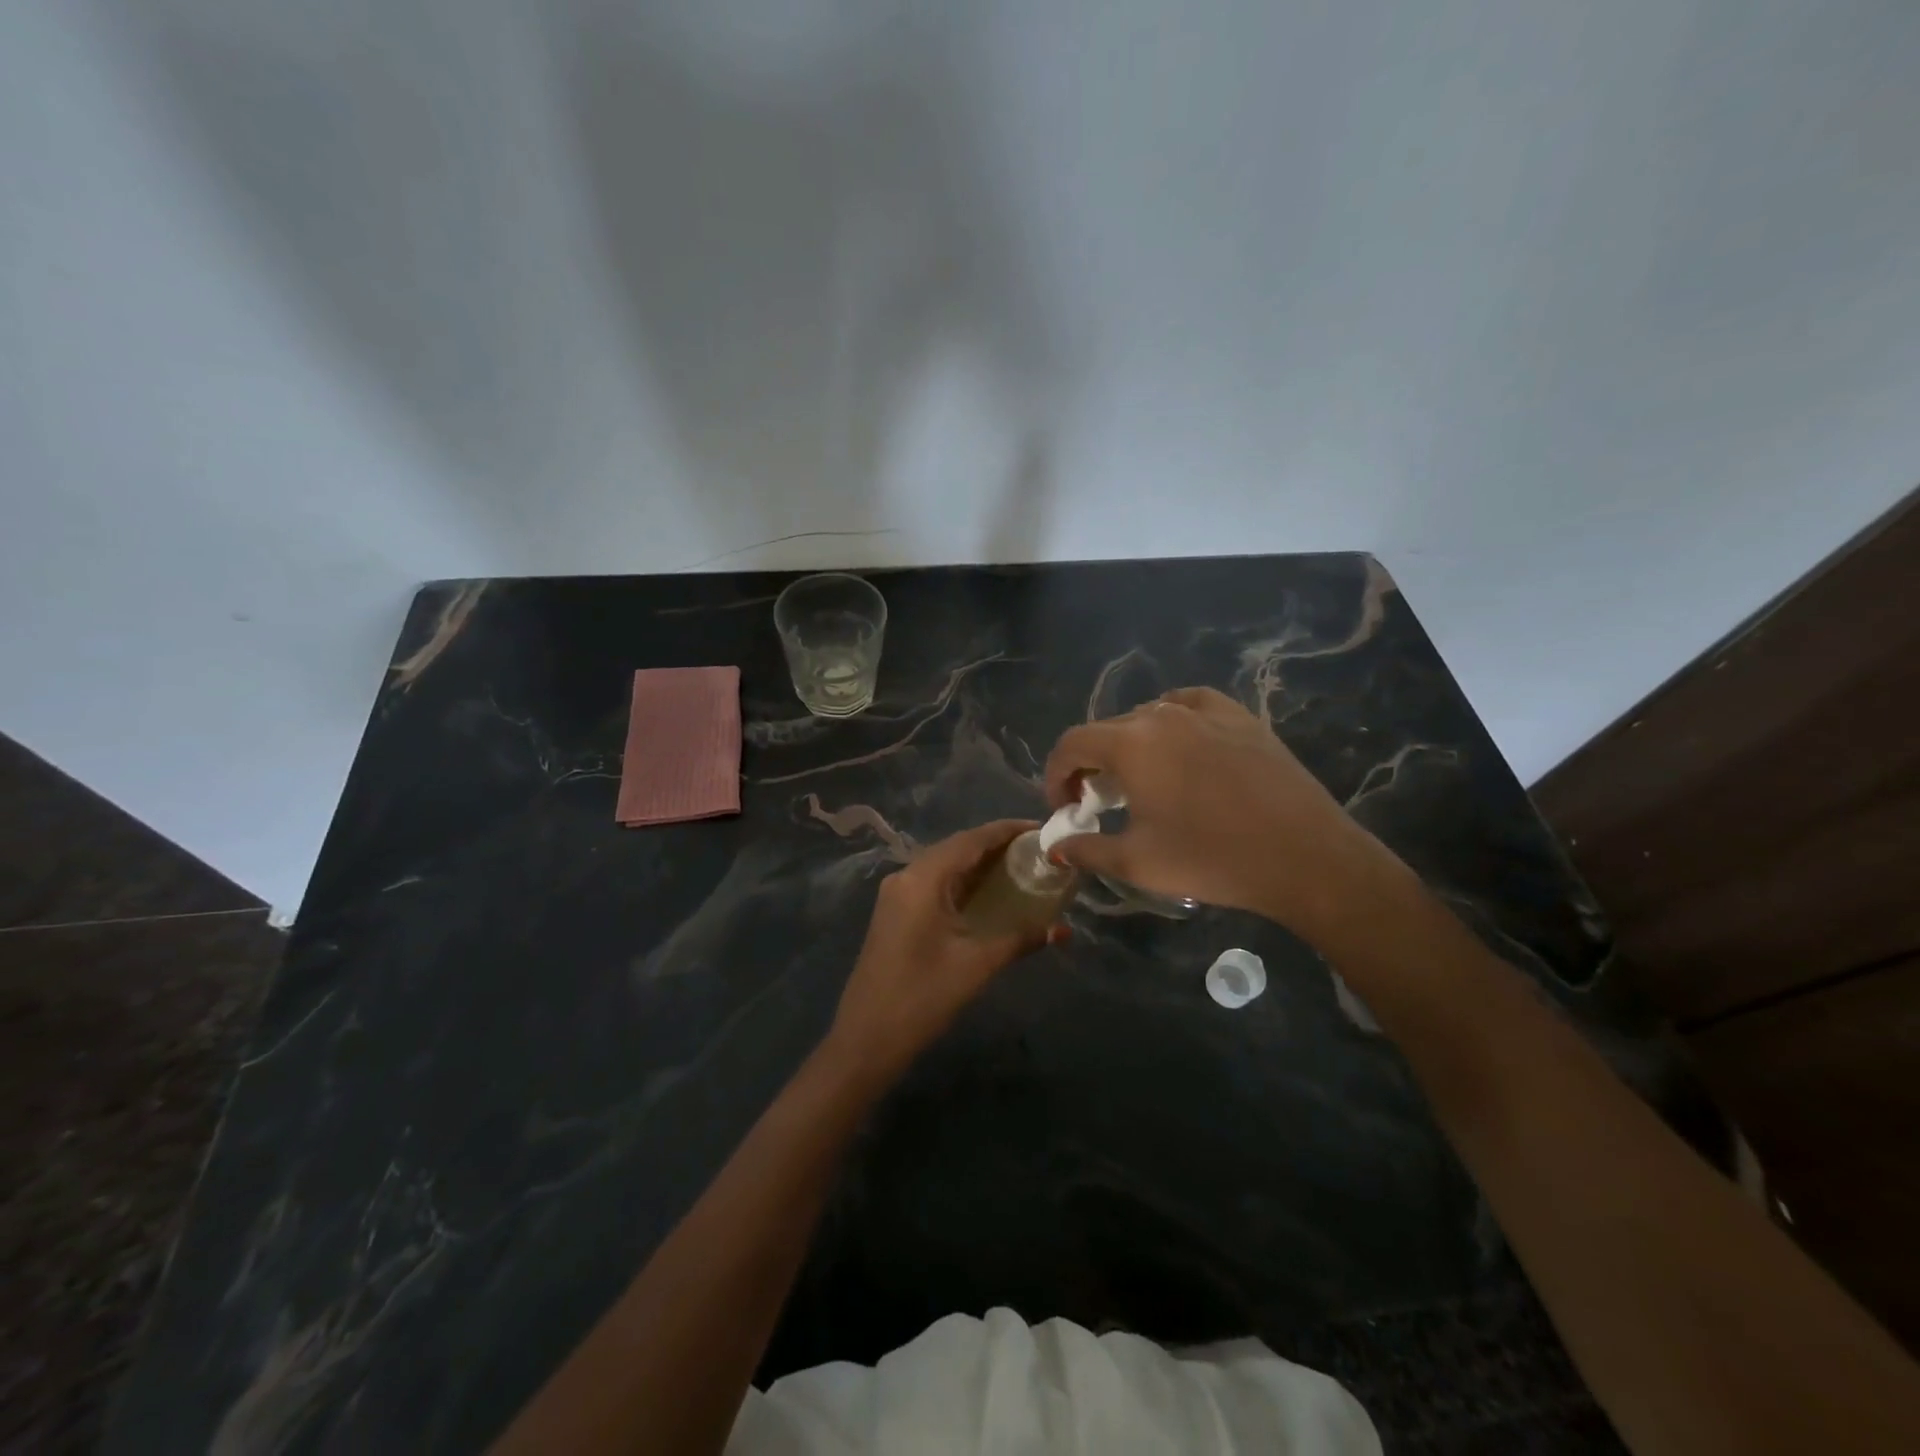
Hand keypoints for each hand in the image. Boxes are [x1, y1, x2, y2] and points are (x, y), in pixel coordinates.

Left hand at [828, 820, 1063, 1079]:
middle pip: (956, 848)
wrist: (866, 1038)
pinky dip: (961, 881)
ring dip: (978, 863)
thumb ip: (1020, 939)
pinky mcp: (895, 912)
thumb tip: (1062, 929)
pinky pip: (933, 883)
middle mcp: (906, 876)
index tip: (1039, 828)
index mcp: (923, 879)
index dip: (1005, 830)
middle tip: (1035, 849)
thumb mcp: (976, 965)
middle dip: (995, 845)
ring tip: (1018, 865)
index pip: (970, 840)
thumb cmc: (922, 997)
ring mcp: (896, 894)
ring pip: (944, 865)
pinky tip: (987, 892)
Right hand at [1044, 687, 1390, 935]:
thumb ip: (1085, 849)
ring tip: (1142, 781)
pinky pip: (1189, 706)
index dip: (1056, 775)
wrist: (1305, 857)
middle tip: (1098, 803)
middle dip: (1091, 764)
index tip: (1065, 808)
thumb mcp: (1136, 862)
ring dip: (1129, 746)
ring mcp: (1205, 710)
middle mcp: (1163, 714)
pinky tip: (1179, 745)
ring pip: (1147, 717)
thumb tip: (1057, 846)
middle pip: (1106, 729)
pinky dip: (1171, 721)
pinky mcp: (1240, 717)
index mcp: (1131, 743)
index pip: (1071, 744)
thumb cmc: (1211, 859)